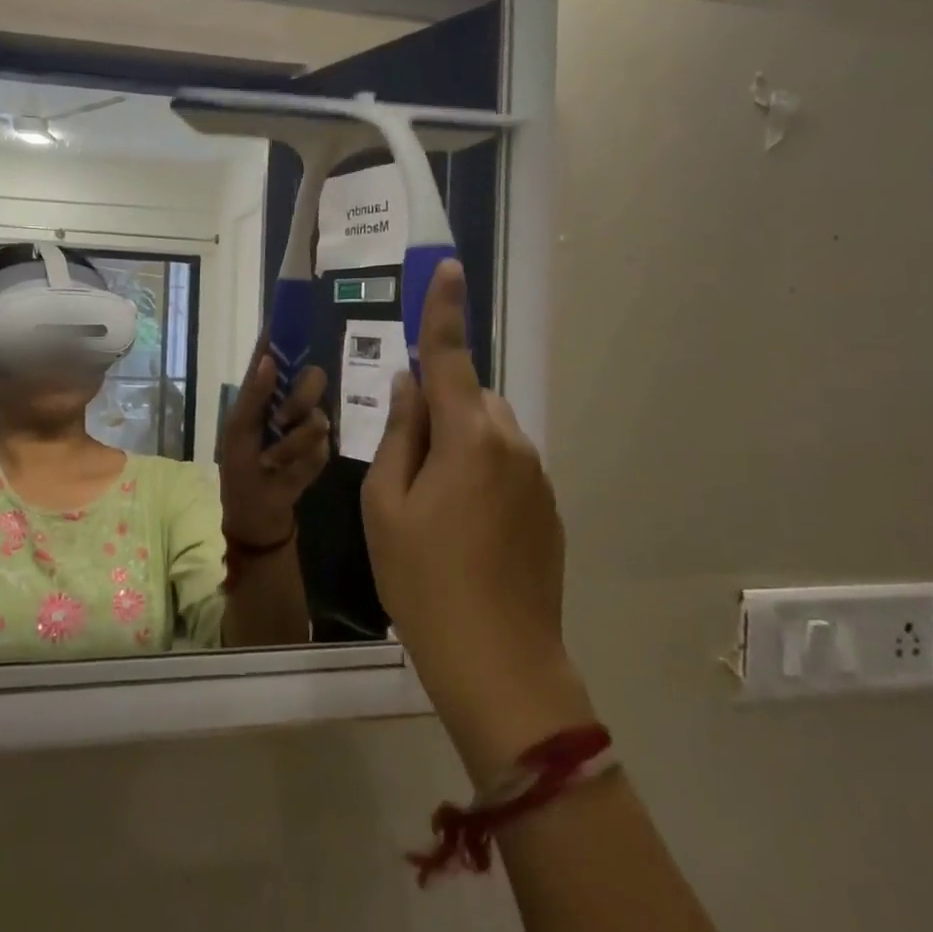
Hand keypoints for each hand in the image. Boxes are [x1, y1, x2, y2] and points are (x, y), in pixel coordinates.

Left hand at [218, 337, 329, 545]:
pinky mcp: (321, 454)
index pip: (276, 356)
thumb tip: (269, 359)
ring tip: (272, 462)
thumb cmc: (239, 472)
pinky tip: (285, 474)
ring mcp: (308, 428)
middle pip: (313, 378)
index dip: (282, 334)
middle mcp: (290, 404)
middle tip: (282, 420)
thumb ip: (253, 396)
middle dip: (300, 399)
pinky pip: (321, 449)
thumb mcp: (238, 433)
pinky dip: (300, 464)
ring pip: (318, 418)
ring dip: (291, 444)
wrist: (256, 518)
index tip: (290, 315)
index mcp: (265, 395)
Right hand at [362, 261, 585, 767]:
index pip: (450, 357)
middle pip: (468, 397)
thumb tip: (408, 387)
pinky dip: (479, 472)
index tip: (448, 269)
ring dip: (457, 442)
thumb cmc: (423, 579)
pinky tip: (460, 527)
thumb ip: (398, 435)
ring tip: (429, 503)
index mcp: (468, 436)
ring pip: (488, 431)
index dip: (444, 311)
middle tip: (403, 461)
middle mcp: (511, 443)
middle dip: (437, 405)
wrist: (500, 662)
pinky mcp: (547, 508)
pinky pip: (505, 464)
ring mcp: (537, 477)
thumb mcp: (385, 505)